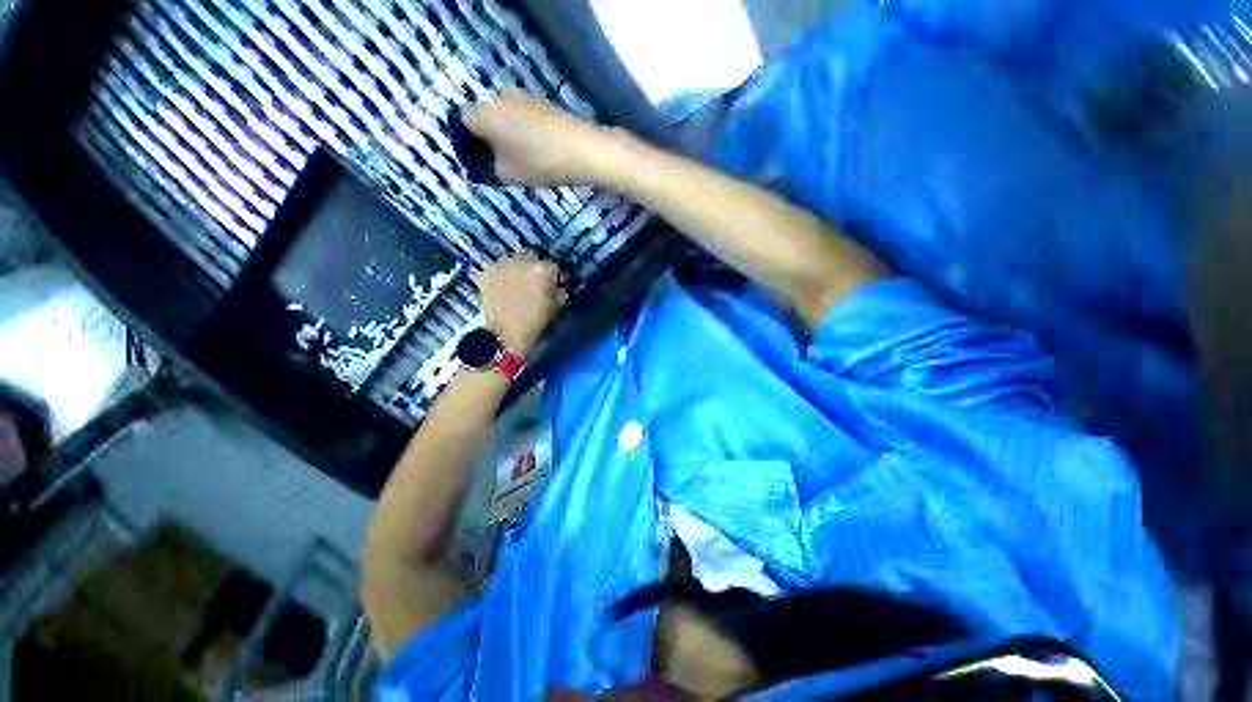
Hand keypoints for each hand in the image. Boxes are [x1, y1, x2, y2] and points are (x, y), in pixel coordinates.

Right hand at [462, 90, 613, 186]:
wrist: (583, 150)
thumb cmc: (541, 163)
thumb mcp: (510, 175)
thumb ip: (491, 170)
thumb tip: (489, 164)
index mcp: (486, 114)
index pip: (463, 120)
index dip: (466, 140)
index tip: (478, 158)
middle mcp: (501, 98)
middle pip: (486, 116)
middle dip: (488, 137)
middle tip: (500, 162)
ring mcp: (525, 97)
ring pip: (507, 116)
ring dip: (508, 134)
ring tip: (522, 159)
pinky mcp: (544, 103)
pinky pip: (524, 117)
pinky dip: (525, 131)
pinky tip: (539, 150)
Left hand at [477, 254, 564, 356]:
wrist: (504, 336)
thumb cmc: (536, 323)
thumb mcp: (557, 306)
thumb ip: (560, 290)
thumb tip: (559, 284)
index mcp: (544, 269)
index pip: (555, 265)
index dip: (556, 275)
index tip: (557, 283)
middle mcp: (523, 260)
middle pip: (533, 257)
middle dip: (536, 267)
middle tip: (535, 281)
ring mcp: (502, 264)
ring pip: (514, 260)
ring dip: (518, 269)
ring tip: (517, 284)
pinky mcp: (486, 271)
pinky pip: (498, 269)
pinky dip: (502, 276)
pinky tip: (503, 288)